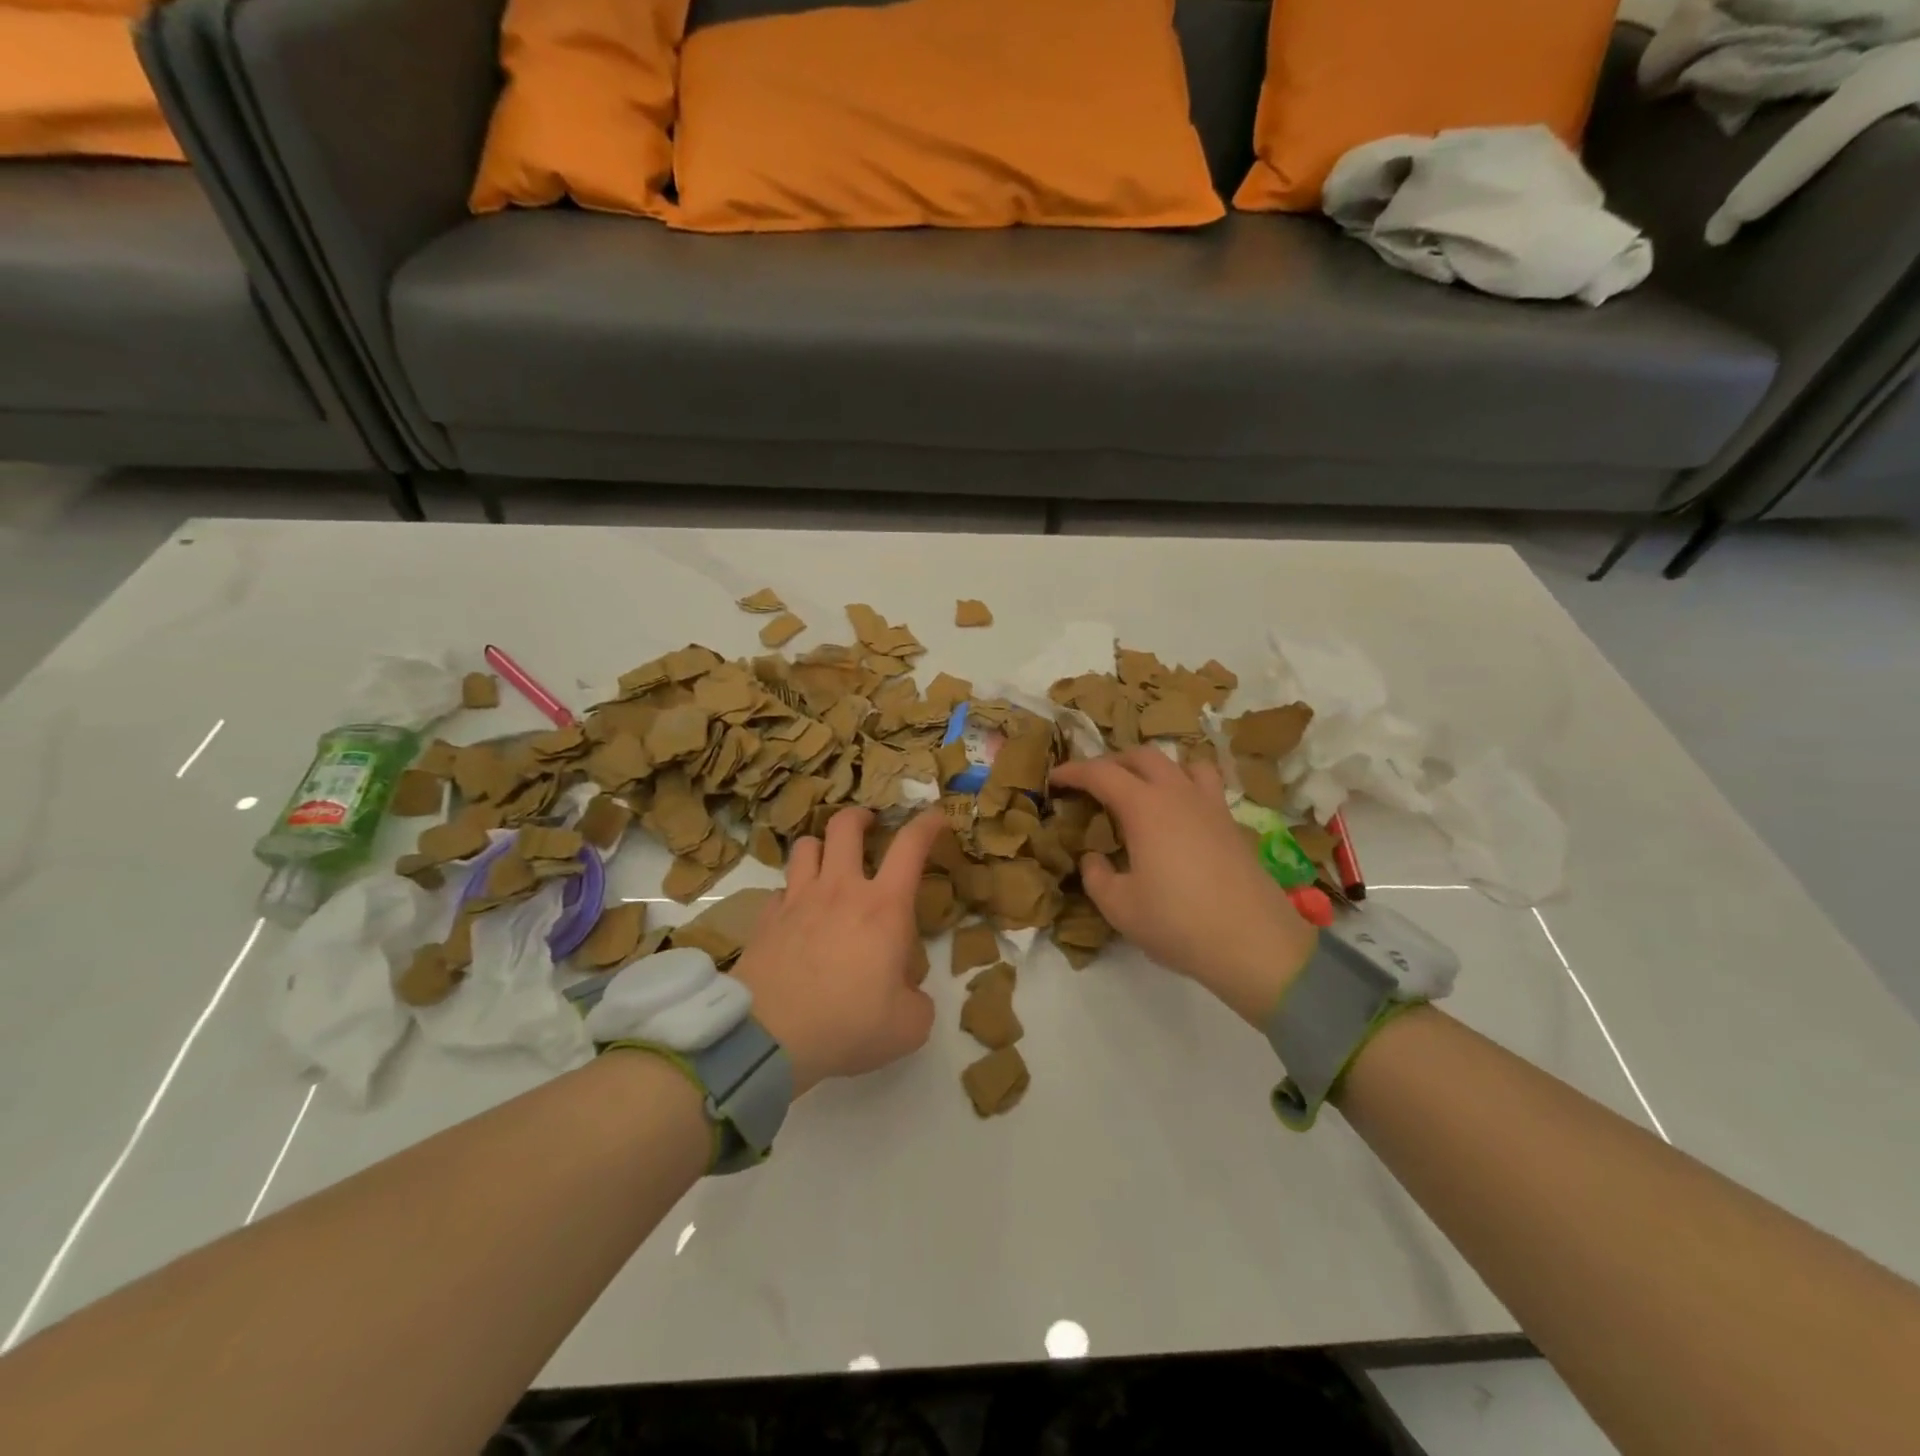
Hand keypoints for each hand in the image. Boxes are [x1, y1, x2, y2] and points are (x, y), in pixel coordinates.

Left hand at [730, 807, 942, 1094]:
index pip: (910, 846)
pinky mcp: (766, 919)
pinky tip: (797, 912)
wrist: (770, 1039)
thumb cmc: (849, 1024)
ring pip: (806, 846)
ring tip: (829, 862)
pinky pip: (780, 889)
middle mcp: (840, 890)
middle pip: (845, 825)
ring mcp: (797, 900)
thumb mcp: (909, 1024)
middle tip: (869, 826)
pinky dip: (792, 892)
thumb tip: (906, 989)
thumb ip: (917, 999)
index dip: (927, 824)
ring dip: (821, 847)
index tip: (937, 818)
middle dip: (860, 817)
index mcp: (884, 906)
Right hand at [1050, 750, 1317, 1025]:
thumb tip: (1093, 857)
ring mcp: (1210, 805)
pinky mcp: (1232, 823)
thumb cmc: (1177, 922)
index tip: (1055, 779)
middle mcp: (1178, 794)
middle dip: (1112, 763)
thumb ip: (1096, 876)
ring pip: (1181, 762)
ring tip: (1141, 790)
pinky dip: (1184, 785)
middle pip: (1142, 756)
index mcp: (1144, 806)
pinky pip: (1206, 785)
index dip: (1073, 771)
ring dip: (1154, 767)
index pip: (1101, 773)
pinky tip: (1179, 815)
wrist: (1253, 942)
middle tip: (1093, 785)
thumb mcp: (1119, 906)